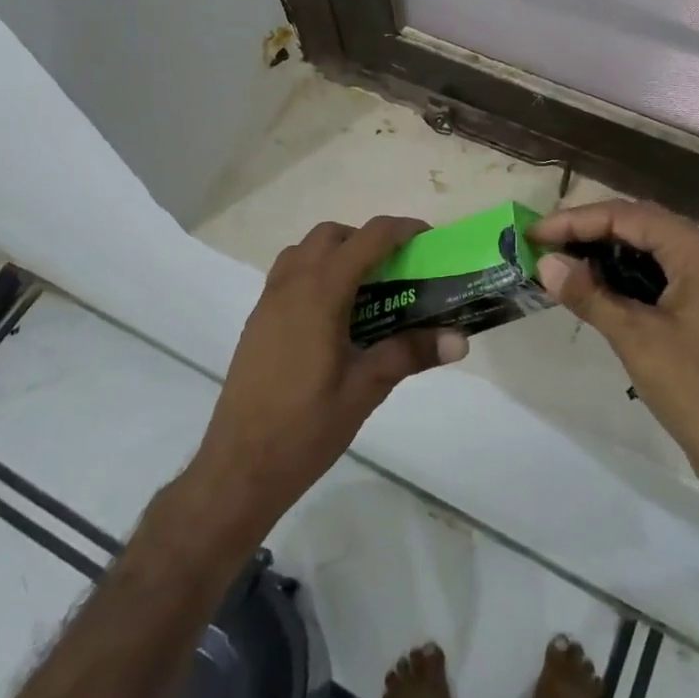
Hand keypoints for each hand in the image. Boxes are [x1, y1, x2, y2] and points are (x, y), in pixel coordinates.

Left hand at [189, 217, 466, 532]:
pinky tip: (332, 317)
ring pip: (304, 251)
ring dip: (336, 253)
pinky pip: (287, 274)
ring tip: (364, 291)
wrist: (239, 468)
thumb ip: (410, 354)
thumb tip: (459, 340)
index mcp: (320, 294)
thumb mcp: (365, 389)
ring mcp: (268, 302)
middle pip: (331, 235)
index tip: (427, 239)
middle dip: (367, 240)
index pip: (366, 239)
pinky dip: (314, 273)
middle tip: (395, 271)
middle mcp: (291, 286)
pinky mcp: (257, 322)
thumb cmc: (305, 427)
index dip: (400, 230)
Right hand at [530, 201, 698, 542]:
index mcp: (696, 251)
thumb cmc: (696, 388)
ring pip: (646, 249)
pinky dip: (621, 275)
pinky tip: (592, 287)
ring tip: (559, 260)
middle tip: (543, 242)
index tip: (534, 233)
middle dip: (588, 230)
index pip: (627, 216)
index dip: (577, 221)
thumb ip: (589, 295)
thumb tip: (545, 263)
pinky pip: (655, 274)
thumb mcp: (636, 338)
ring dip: (603, 251)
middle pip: (638, 224)